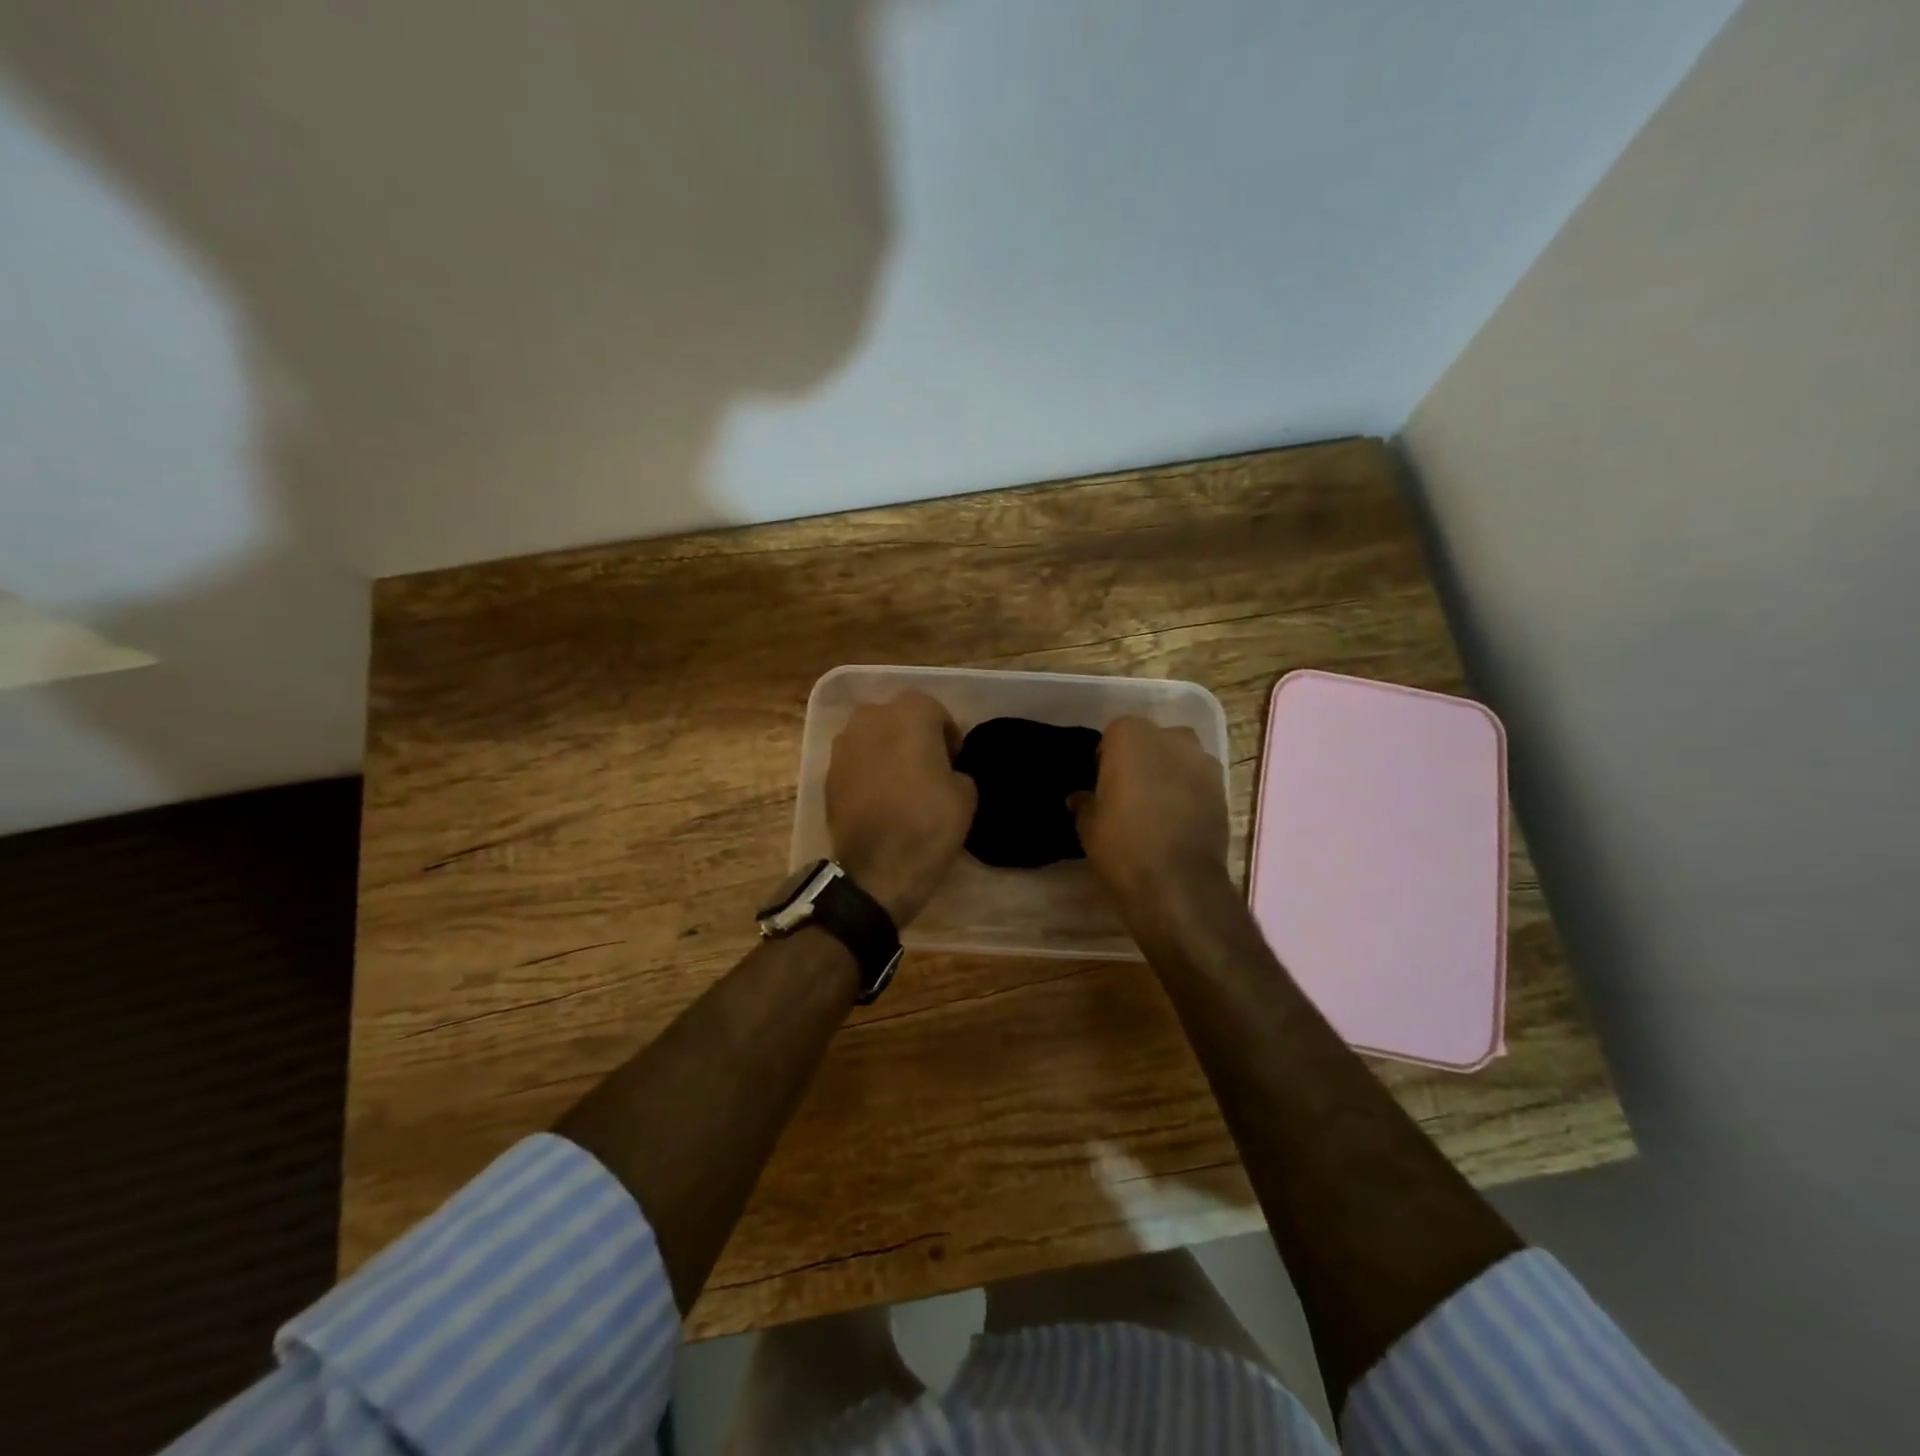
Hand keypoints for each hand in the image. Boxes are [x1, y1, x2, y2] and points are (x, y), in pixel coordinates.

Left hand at [826, 691, 976, 925]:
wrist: (878, 869)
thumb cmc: (928, 823)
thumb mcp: (966, 794)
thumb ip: (955, 770)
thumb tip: (943, 773)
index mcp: (909, 714)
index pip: (933, 709)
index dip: (946, 733)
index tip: (954, 760)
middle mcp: (870, 719)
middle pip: (896, 717)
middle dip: (912, 735)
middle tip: (927, 766)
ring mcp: (843, 746)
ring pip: (871, 737)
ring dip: (886, 751)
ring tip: (901, 783)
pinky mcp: (827, 774)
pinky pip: (854, 762)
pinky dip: (867, 772)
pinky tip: (880, 799)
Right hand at [1073, 716, 1228, 904]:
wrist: (1178, 884)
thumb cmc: (1122, 845)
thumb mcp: (1088, 825)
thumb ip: (1085, 803)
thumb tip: (1081, 798)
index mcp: (1131, 737)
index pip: (1114, 734)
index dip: (1107, 758)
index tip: (1102, 783)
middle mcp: (1171, 738)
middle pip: (1151, 740)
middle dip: (1141, 759)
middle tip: (1128, 792)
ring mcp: (1202, 762)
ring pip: (1179, 758)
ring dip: (1168, 773)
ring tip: (1156, 806)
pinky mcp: (1223, 789)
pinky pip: (1198, 781)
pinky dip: (1189, 792)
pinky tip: (1177, 821)